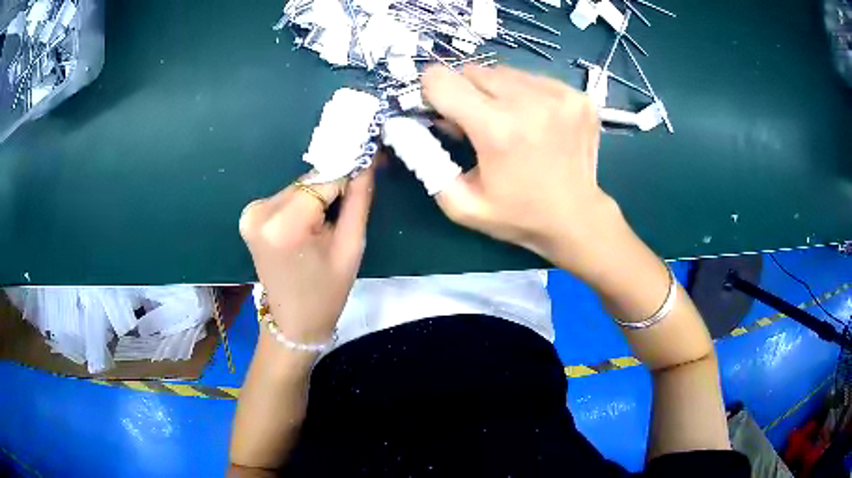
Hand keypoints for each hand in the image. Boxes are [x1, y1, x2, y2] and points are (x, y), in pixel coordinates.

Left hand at [238, 169, 373, 342]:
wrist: (293, 321)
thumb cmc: (327, 292)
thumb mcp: (351, 247)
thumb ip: (359, 198)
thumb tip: (368, 159)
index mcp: (284, 224)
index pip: (325, 179)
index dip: (350, 171)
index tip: (372, 163)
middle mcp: (260, 211)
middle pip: (309, 181)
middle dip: (334, 185)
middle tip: (354, 198)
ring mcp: (251, 213)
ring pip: (299, 187)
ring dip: (318, 195)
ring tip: (330, 220)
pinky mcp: (250, 215)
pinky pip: (287, 197)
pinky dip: (303, 202)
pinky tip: (312, 222)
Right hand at [421, 65, 619, 274]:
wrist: (577, 218)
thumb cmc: (518, 215)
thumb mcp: (461, 204)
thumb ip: (426, 162)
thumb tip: (410, 123)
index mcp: (497, 130)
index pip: (441, 80)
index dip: (432, 93)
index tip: (442, 112)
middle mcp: (530, 102)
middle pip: (473, 71)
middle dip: (465, 93)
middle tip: (478, 124)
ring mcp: (559, 95)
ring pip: (504, 72)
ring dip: (496, 92)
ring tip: (510, 124)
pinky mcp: (577, 96)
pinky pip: (534, 79)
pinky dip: (525, 95)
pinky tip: (535, 122)